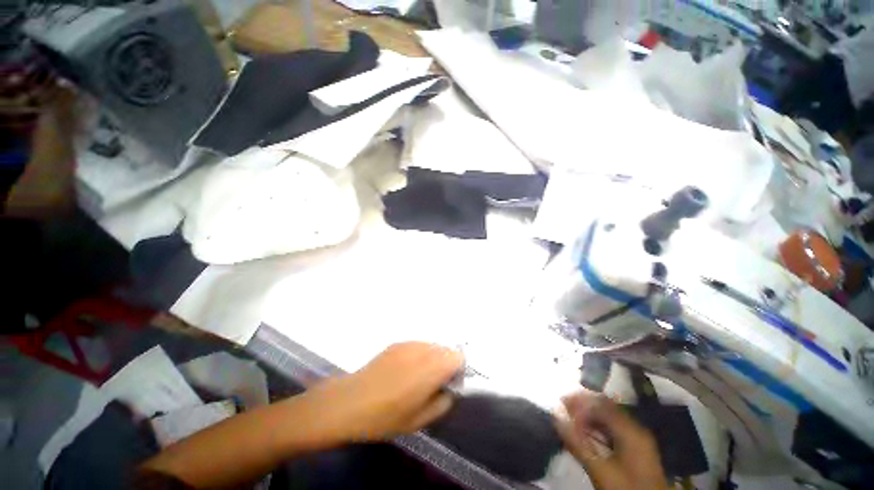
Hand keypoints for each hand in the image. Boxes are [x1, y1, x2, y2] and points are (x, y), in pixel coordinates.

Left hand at [306, 342, 463, 441]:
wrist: (350, 401)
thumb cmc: (385, 417)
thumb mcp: (419, 421)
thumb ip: (442, 402)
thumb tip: (450, 389)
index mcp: (430, 369)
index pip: (458, 357)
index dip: (458, 370)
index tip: (449, 384)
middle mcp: (422, 350)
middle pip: (446, 349)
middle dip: (446, 363)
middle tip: (434, 382)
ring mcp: (408, 344)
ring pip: (432, 345)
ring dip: (433, 358)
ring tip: (418, 377)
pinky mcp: (397, 343)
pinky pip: (417, 345)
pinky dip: (420, 354)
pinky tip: (404, 370)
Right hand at [555, 392, 667, 489]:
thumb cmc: (625, 489)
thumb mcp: (600, 470)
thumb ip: (578, 444)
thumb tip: (556, 417)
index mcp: (631, 430)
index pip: (601, 404)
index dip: (580, 402)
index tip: (561, 404)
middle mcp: (636, 429)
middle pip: (606, 407)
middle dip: (583, 405)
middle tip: (563, 406)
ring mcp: (638, 438)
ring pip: (609, 417)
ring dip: (589, 415)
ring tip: (570, 418)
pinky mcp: (636, 449)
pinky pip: (613, 428)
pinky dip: (597, 426)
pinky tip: (586, 432)